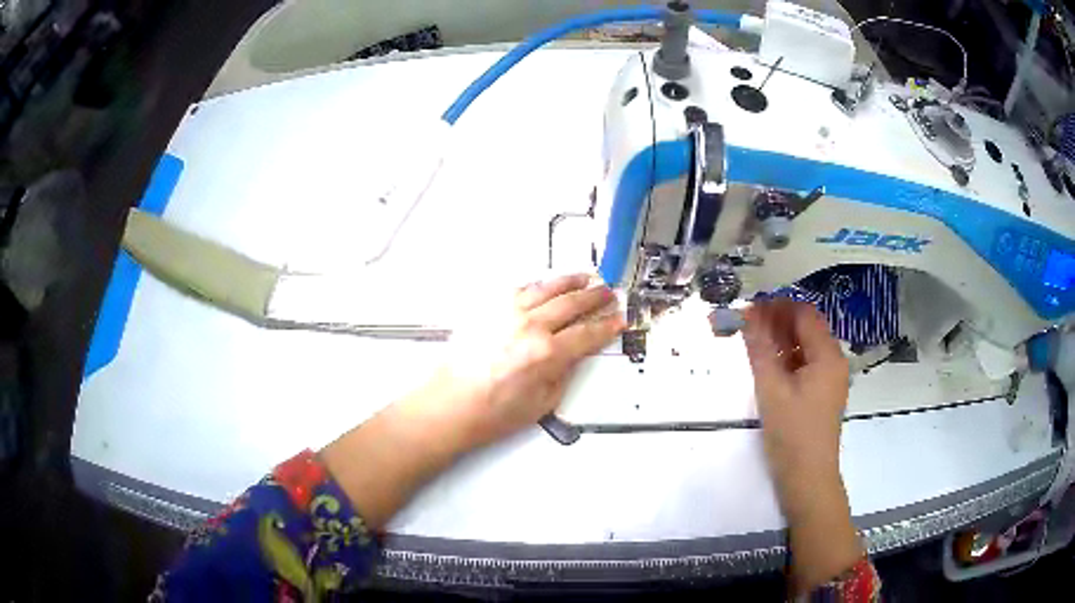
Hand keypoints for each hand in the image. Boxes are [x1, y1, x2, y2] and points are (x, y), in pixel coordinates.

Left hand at [322, 273, 623, 528]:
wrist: (451, 404)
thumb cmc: (492, 411)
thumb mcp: (543, 402)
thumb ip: (564, 373)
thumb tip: (574, 354)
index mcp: (547, 354)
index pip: (588, 333)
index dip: (608, 326)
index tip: (618, 319)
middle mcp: (529, 327)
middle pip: (572, 303)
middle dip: (595, 297)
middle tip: (608, 293)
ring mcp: (507, 313)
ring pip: (547, 288)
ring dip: (570, 281)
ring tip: (585, 277)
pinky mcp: (489, 309)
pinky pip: (521, 288)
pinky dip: (539, 284)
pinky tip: (547, 285)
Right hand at [742, 299, 849, 476]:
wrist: (808, 479)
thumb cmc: (792, 434)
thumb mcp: (771, 389)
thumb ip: (759, 349)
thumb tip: (746, 315)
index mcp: (827, 356)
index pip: (804, 314)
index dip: (777, 306)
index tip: (748, 309)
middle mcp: (833, 361)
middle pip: (807, 328)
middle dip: (778, 321)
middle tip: (746, 324)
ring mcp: (830, 379)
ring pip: (806, 346)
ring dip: (782, 339)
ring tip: (753, 342)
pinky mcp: (822, 394)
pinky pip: (806, 364)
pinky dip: (788, 359)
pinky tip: (768, 365)